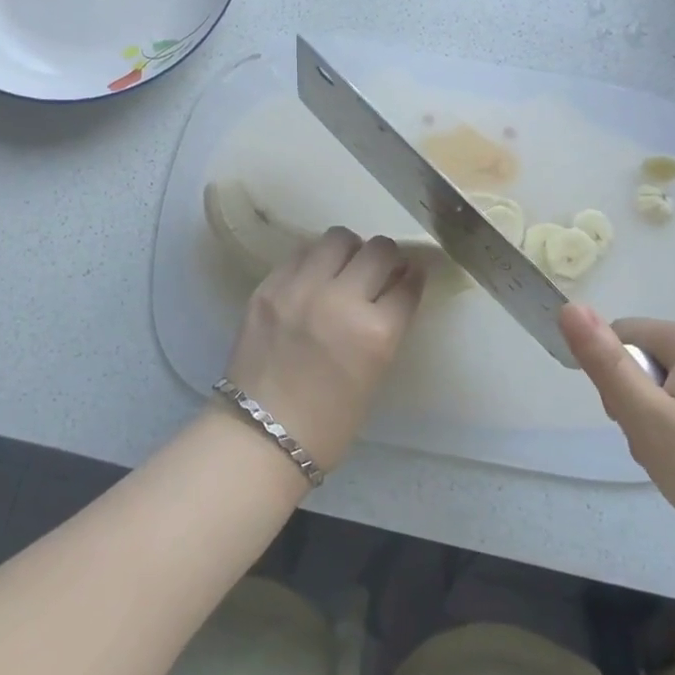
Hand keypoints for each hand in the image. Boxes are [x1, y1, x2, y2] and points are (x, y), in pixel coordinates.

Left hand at [223, 228, 426, 474]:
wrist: (260, 436)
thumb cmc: (329, 421)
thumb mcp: (375, 372)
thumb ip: (387, 325)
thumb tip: (395, 286)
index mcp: (376, 333)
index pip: (409, 283)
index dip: (414, 276)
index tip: (411, 275)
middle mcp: (340, 300)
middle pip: (378, 249)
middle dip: (387, 257)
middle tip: (379, 270)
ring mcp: (300, 288)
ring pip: (338, 238)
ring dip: (349, 250)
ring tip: (343, 269)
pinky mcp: (269, 286)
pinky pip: (300, 253)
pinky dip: (314, 261)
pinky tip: (312, 279)